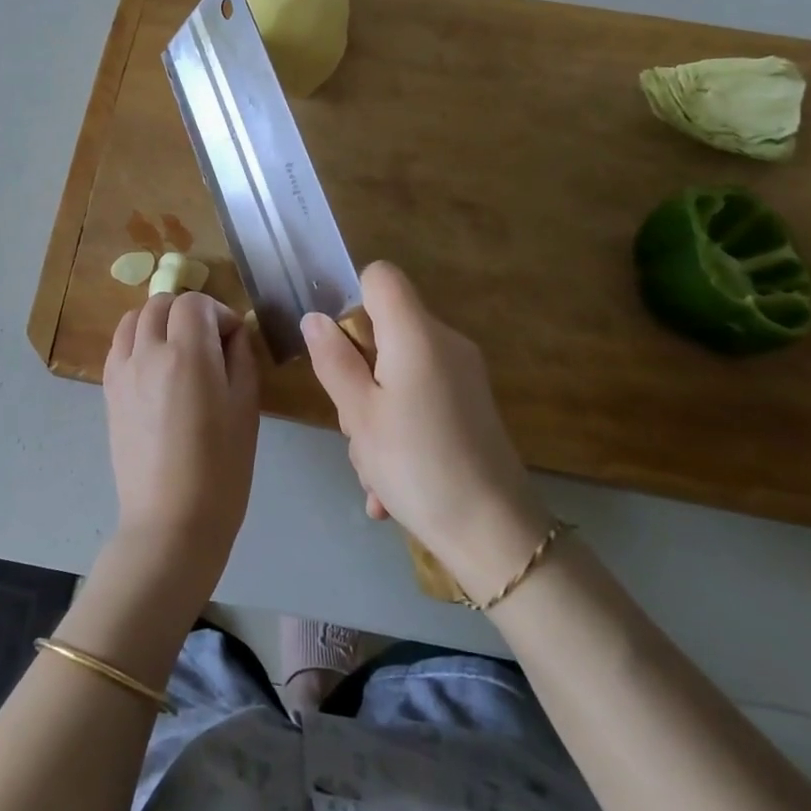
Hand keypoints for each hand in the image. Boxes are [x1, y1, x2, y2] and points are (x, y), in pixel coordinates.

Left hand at [103, 292, 259, 590]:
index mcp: (187, 354)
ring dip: (159, 321)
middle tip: (209, 341)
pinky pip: (119, 345)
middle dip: (188, 312)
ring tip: (178, 349)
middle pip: (161, 303)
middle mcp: (148, 352)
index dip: (218, 312)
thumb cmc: (221, 468)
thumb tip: (232, 332)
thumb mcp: (246, 407)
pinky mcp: (108, 390)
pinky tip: (155, 367)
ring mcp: (122, 370)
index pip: (195, 302)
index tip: (233, 339)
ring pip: (134, 318)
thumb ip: (240, 357)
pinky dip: (138, 340)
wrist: (171, 520)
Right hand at [302, 262, 547, 592]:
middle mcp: (445, 343)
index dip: (352, 300)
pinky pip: (420, 400)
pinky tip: (389, 485)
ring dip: (374, 414)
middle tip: (354, 425)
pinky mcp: (471, 407)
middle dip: (357, 373)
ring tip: (372, 468)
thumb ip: (334, 359)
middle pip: (385, 330)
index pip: (380, 276)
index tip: (340, 350)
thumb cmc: (416, 464)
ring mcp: (463, 376)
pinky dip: (400, 431)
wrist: (495, 535)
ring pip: (398, 373)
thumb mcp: (358, 414)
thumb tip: (315, 318)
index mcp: (417, 334)